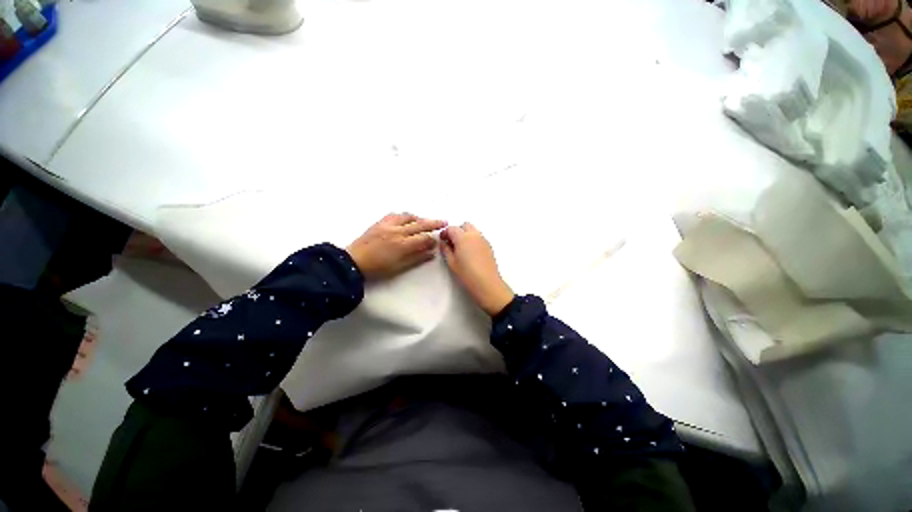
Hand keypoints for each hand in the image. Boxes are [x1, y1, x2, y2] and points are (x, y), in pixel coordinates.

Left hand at [347, 213, 446, 279]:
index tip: (437, 241)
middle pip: (420, 224)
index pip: (424, 237)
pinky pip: (394, 215)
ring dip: (418, 218)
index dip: (433, 239)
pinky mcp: (380, 222)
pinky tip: (406, 219)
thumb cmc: (377, 269)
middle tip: (443, 221)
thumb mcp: (399, 267)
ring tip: (424, 221)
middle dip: (433, 223)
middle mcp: (397, 231)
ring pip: (408, 216)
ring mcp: (388, 225)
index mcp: (403, 244)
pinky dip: (403, 216)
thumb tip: (431, 253)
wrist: (353, 262)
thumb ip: (417, 258)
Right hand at [440, 223, 513, 315]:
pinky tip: (470, 252)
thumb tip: (443, 243)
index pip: (452, 228)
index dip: (445, 233)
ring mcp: (483, 240)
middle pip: (464, 225)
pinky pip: (479, 237)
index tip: (442, 239)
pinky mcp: (489, 246)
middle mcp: (474, 235)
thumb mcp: (452, 262)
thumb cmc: (467, 274)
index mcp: (463, 237)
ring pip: (473, 230)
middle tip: (451, 242)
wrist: (487, 283)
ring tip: (461, 248)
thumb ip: (445, 250)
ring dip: (466, 234)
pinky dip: (473, 240)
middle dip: (457, 231)